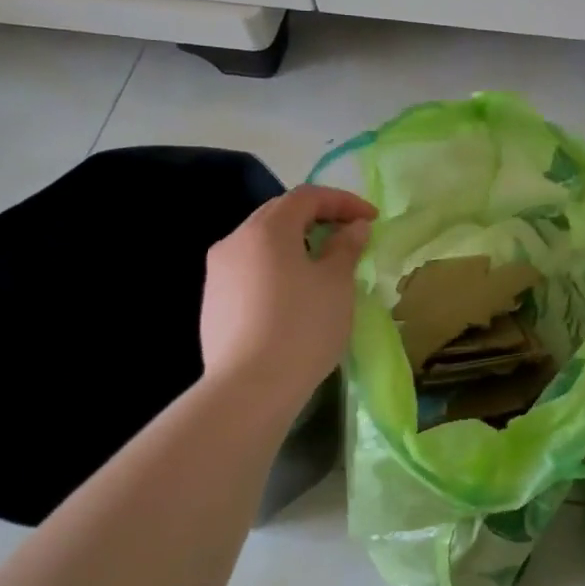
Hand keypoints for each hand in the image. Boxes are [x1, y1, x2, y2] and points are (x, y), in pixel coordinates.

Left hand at [201, 185, 376, 403]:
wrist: (249, 388)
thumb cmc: (302, 327)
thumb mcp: (336, 284)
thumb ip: (345, 247)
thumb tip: (353, 227)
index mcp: (267, 229)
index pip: (307, 196)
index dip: (343, 201)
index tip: (371, 219)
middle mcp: (235, 240)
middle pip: (279, 214)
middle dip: (317, 218)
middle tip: (349, 236)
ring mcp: (218, 272)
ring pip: (261, 243)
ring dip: (295, 244)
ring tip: (323, 266)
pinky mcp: (213, 301)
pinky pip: (250, 270)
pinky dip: (276, 268)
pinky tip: (293, 295)